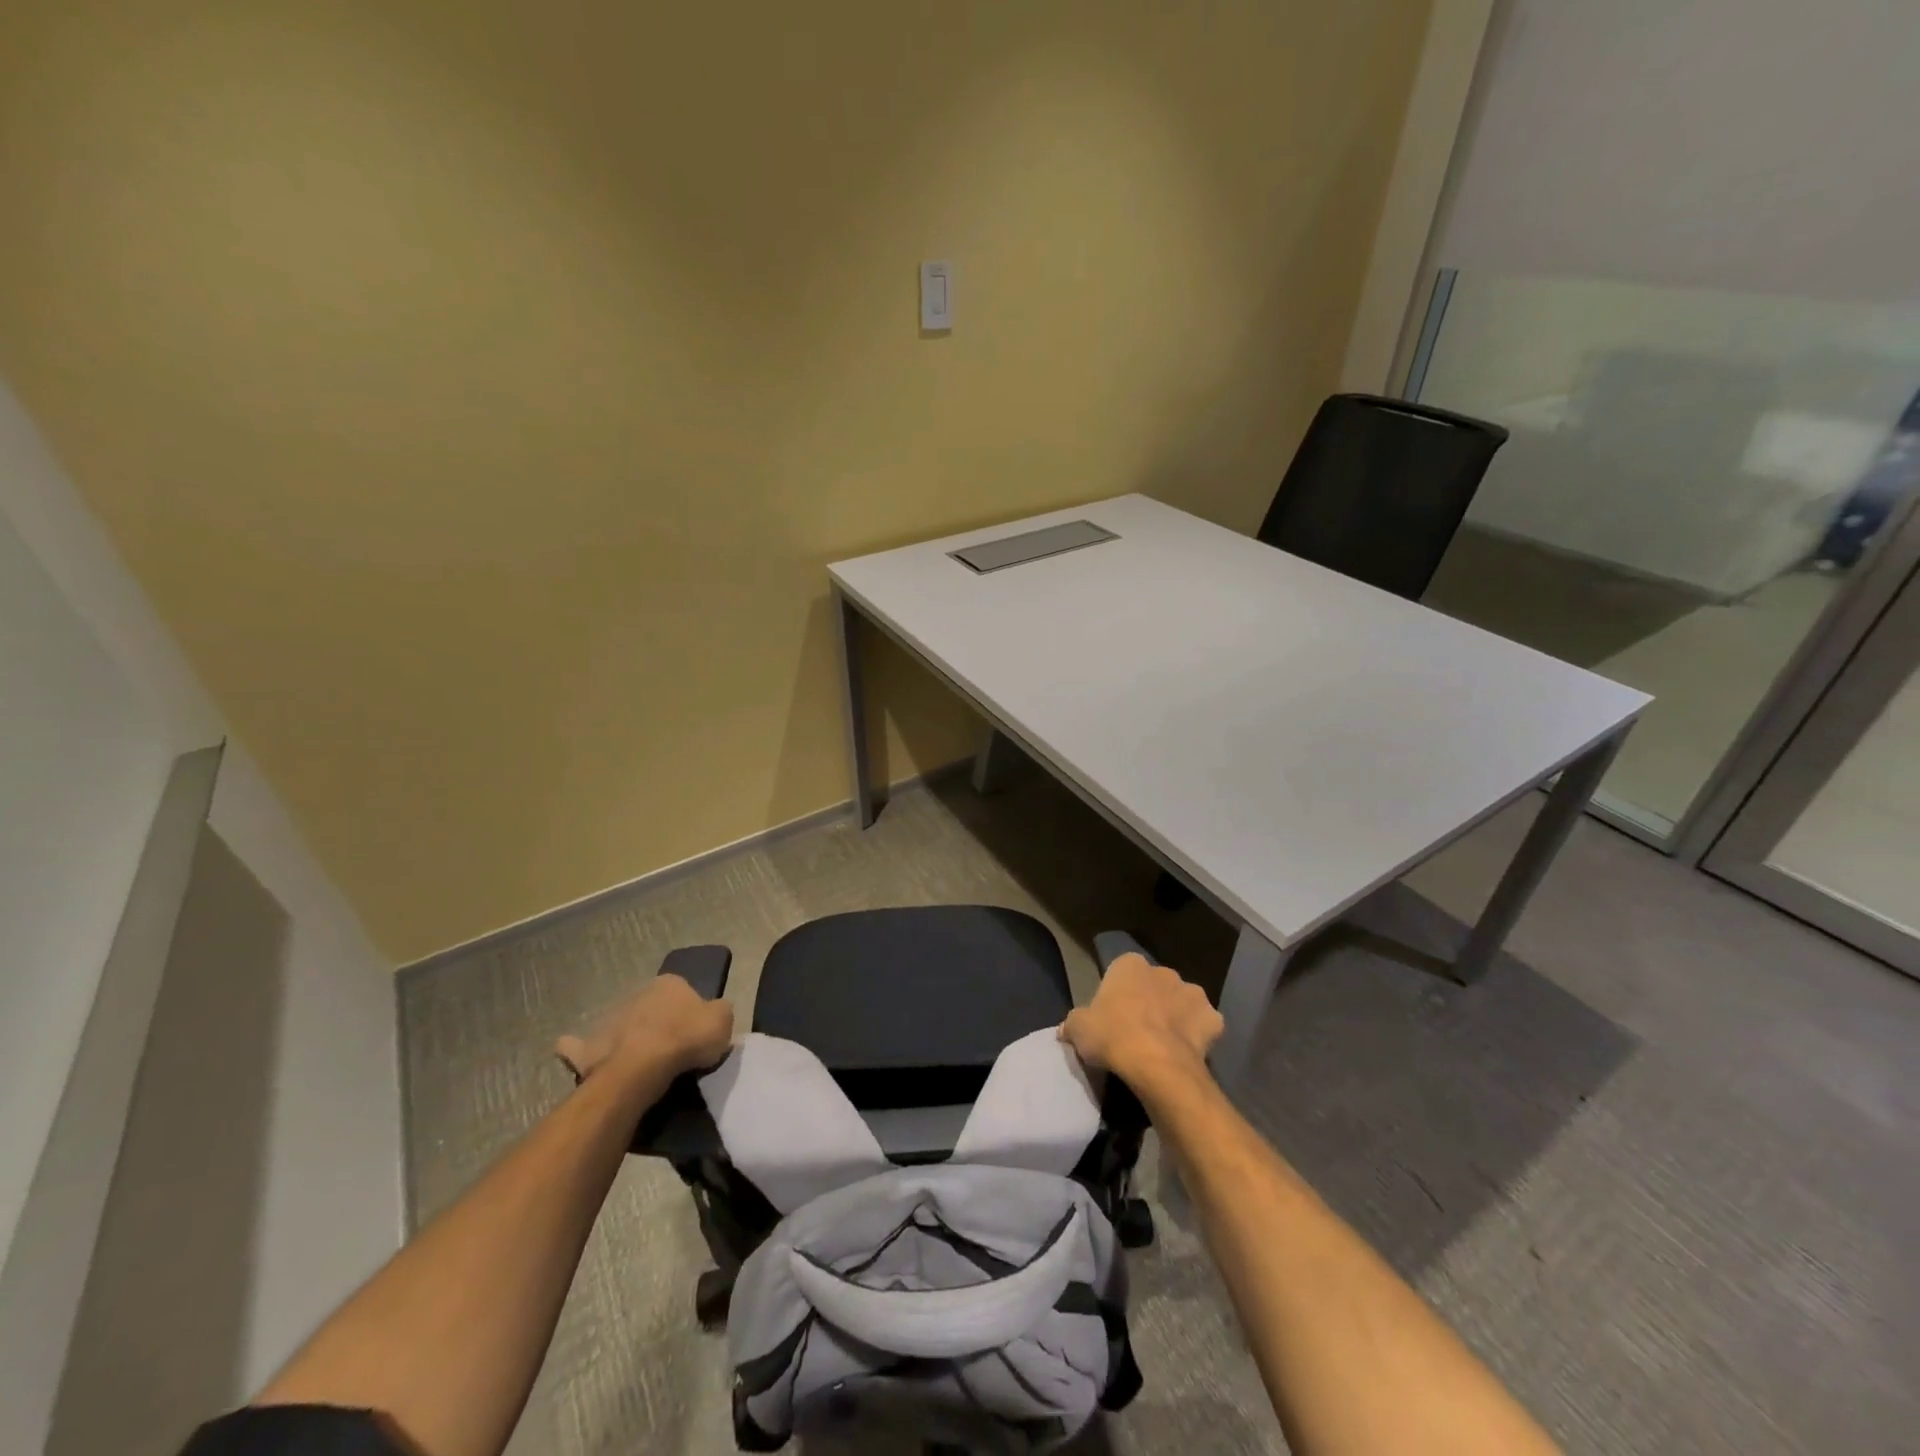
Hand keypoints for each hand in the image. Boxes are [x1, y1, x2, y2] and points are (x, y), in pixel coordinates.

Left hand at [555, 974, 733, 1083]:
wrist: (640, 1069)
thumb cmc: (686, 1039)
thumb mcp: (723, 1020)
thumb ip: (720, 1012)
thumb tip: (713, 1013)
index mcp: (670, 982)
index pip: (683, 992)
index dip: (691, 1013)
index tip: (695, 1034)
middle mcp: (637, 993)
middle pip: (651, 1007)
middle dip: (658, 1022)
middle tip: (670, 1049)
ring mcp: (609, 1018)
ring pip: (621, 1024)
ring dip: (627, 1036)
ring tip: (639, 1063)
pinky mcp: (587, 1046)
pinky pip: (581, 1048)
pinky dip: (579, 1050)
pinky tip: (586, 1059)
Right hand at [1059, 952, 1222, 1088]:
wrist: (1156, 1065)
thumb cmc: (1112, 1036)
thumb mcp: (1078, 1029)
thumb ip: (1073, 1023)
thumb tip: (1067, 1028)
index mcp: (1129, 964)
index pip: (1122, 972)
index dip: (1118, 995)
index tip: (1113, 1017)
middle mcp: (1163, 971)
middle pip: (1154, 985)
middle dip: (1150, 1002)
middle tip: (1137, 1032)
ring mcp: (1193, 993)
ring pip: (1182, 1002)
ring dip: (1176, 1016)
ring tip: (1163, 1045)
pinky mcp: (1214, 1019)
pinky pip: (1205, 1025)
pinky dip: (1199, 1036)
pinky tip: (1187, 1053)